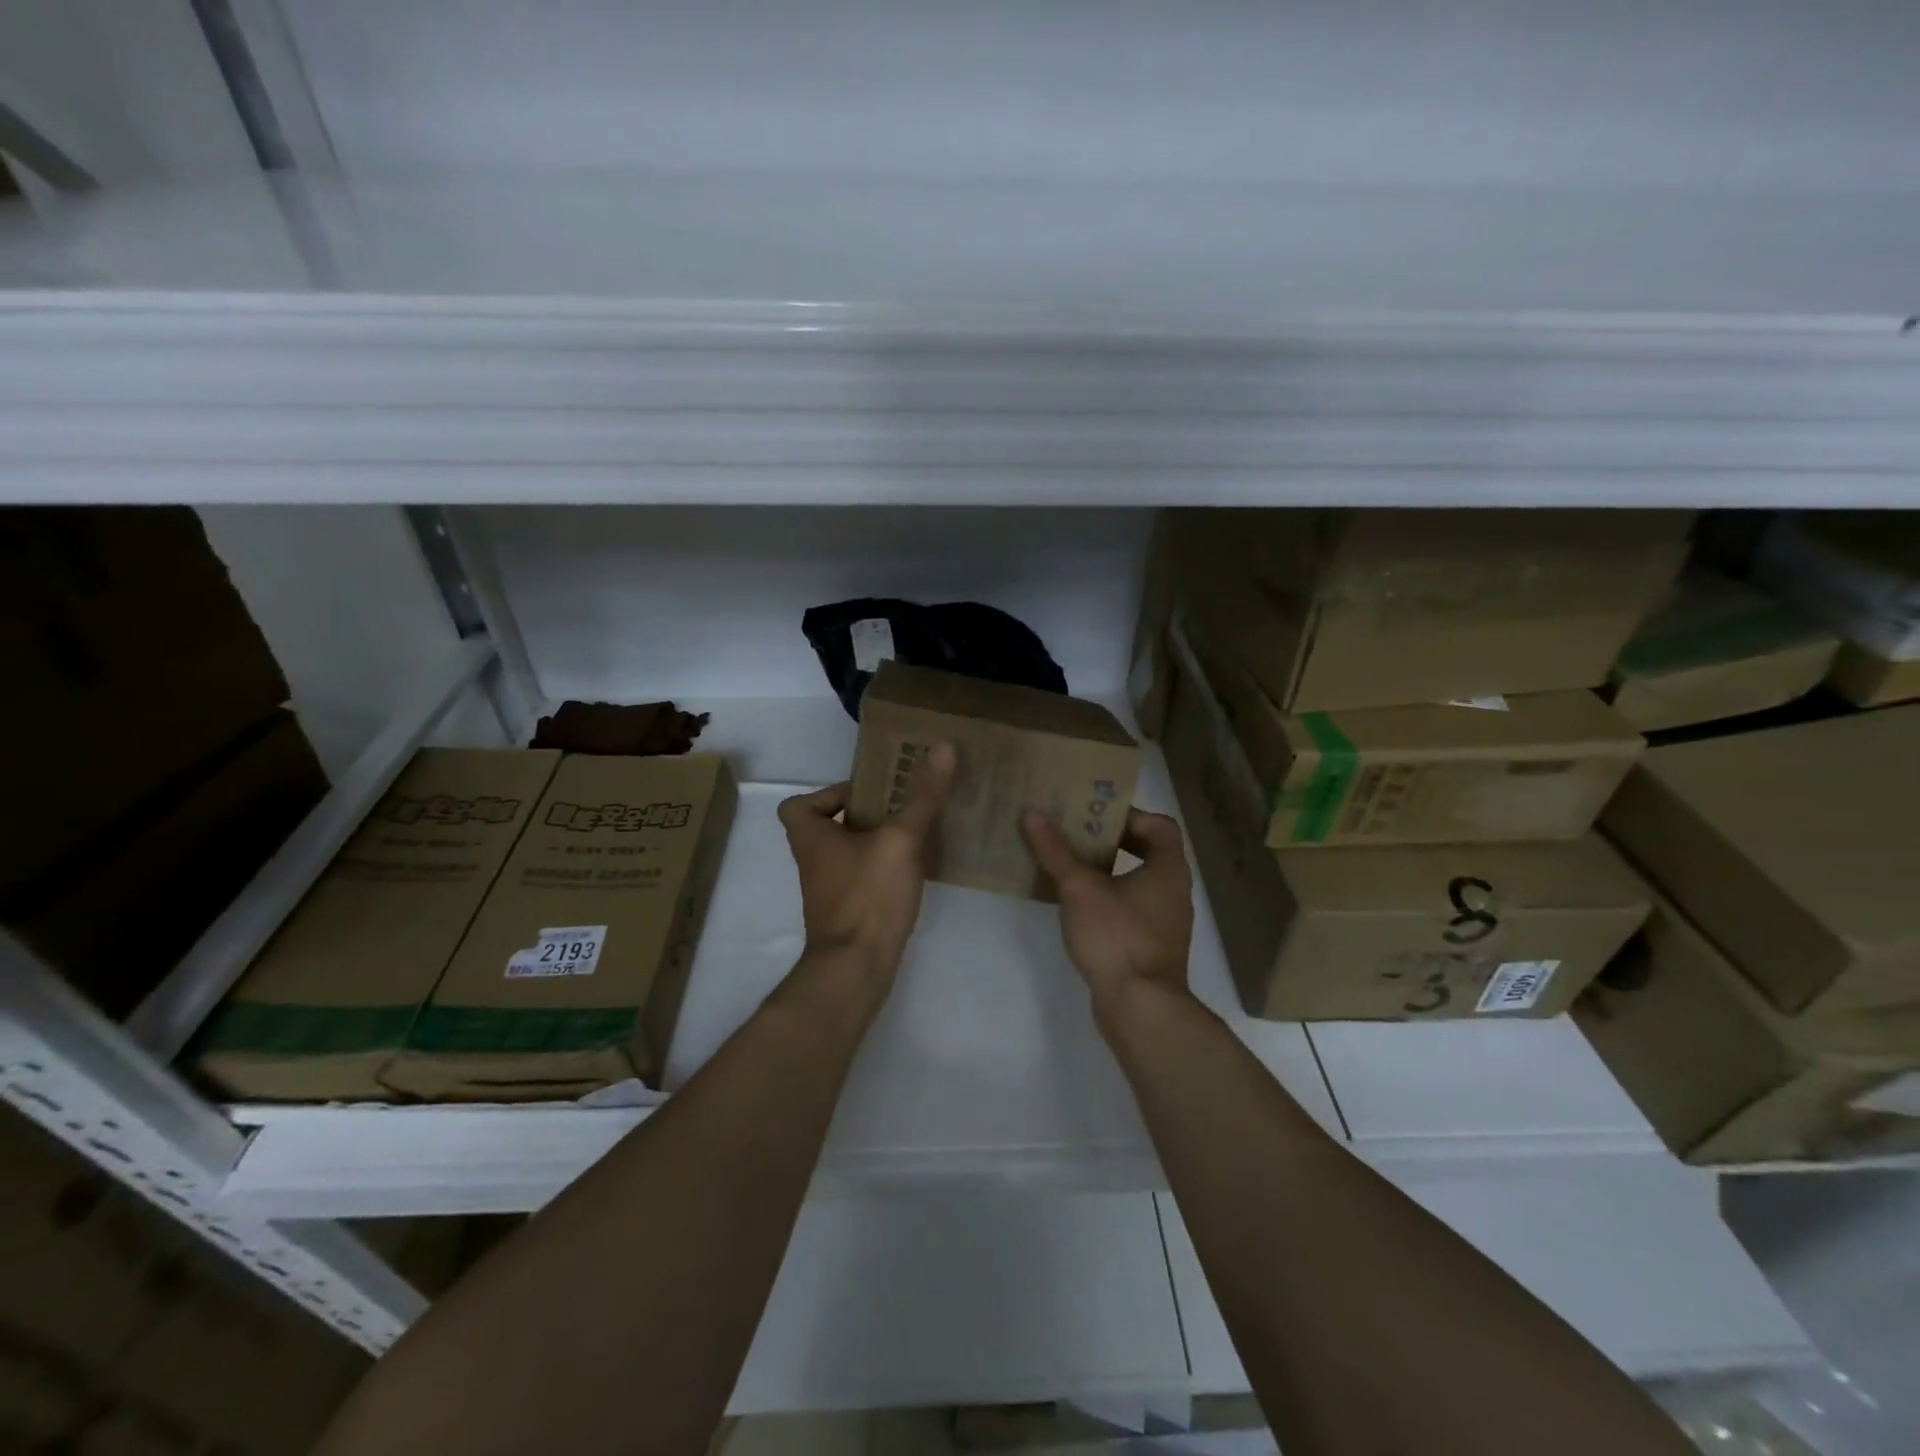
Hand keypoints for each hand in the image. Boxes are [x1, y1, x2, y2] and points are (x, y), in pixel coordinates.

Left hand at [778, 743, 956, 980]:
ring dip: (878, 841)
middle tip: (903, 804)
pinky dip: (884, 868)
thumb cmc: (868, 896)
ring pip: (850, 853)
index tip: (868, 792)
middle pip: (830, 826)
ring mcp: (829, 890)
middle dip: (865, 814)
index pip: (800, 804)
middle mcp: (814, 862)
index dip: (829, 792)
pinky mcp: (848, 912)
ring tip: (918, 830)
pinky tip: (918, 867)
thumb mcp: (900, 839)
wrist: (856, 969)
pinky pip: (864, 877)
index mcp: (812, 837)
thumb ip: (922, 796)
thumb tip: (942, 747)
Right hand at [1022, 808, 1194, 1009]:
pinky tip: (1076, 906)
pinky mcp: (1150, 947)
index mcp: (1168, 869)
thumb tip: (1033, 813)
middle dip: (1110, 842)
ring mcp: (1164, 922)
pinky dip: (1107, 900)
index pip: (1160, 825)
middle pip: (1146, 852)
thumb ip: (1056, 851)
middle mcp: (1173, 891)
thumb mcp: (1080, 888)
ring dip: (1105, 872)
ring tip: (1068, 866)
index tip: (1095, 818)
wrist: (1141, 1007)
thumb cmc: (1117, 936)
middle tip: (1074, 836)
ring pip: (1136, 883)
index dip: (1130, 815)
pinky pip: (1130, 910)